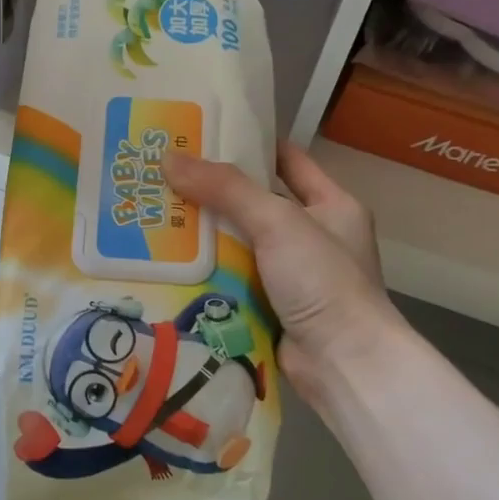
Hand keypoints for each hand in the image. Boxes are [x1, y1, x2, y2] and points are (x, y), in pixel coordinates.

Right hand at [165, 142, 404, 397]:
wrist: (343, 362)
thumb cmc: (322, 280)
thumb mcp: (278, 222)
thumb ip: (226, 189)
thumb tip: (170, 158)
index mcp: (331, 205)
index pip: (288, 161)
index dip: (250, 146)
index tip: (203, 137)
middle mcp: (313, 237)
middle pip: (254, 205)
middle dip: (212, 195)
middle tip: (164, 180)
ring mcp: (291, 276)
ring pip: (238, 245)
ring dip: (204, 237)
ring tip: (154, 218)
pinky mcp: (270, 307)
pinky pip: (232, 281)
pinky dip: (207, 273)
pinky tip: (169, 264)